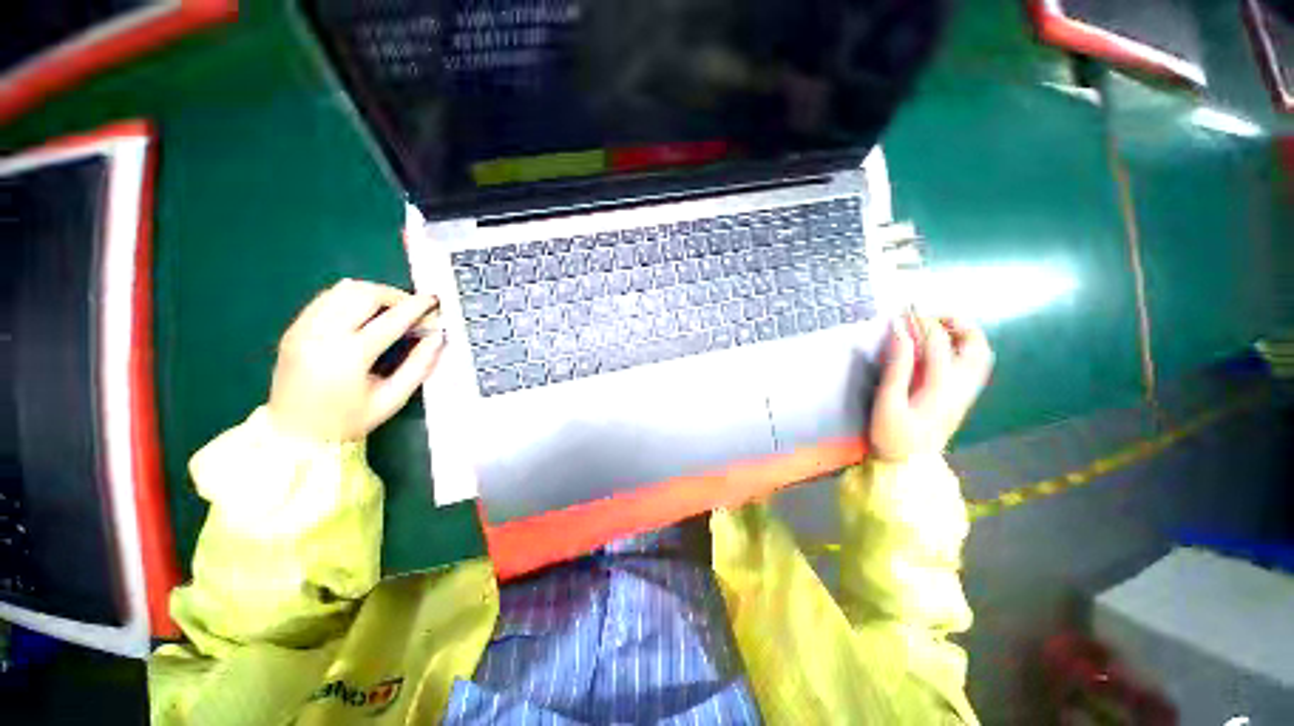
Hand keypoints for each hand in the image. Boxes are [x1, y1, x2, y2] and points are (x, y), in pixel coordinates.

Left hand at [268, 279, 445, 441]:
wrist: (293, 435)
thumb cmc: (349, 421)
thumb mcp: (392, 399)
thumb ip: (419, 365)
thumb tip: (437, 337)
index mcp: (349, 357)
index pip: (390, 320)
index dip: (416, 307)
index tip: (433, 300)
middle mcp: (322, 336)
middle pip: (363, 295)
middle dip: (394, 295)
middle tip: (413, 308)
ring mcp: (303, 329)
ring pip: (342, 290)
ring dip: (372, 292)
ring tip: (391, 308)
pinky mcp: (294, 329)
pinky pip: (326, 298)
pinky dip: (350, 297)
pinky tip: (364, 312)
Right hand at [869, 314, 993, 461]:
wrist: (909, 467)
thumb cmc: (892, 435)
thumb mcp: (887, 402)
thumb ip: (896, 367)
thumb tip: (899, 333)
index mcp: (941, 386)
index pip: (938, 342)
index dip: (921, 322)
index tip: (902, 311)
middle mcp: (961, 386)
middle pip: (974, 344)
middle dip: (955, 323)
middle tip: (928, 316)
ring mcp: (965, 393)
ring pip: (980, 354)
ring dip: (963, 334)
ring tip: (937, 328)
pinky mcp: (962, 398)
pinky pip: (974, 365)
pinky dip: (964, 348)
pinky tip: (943, 350)